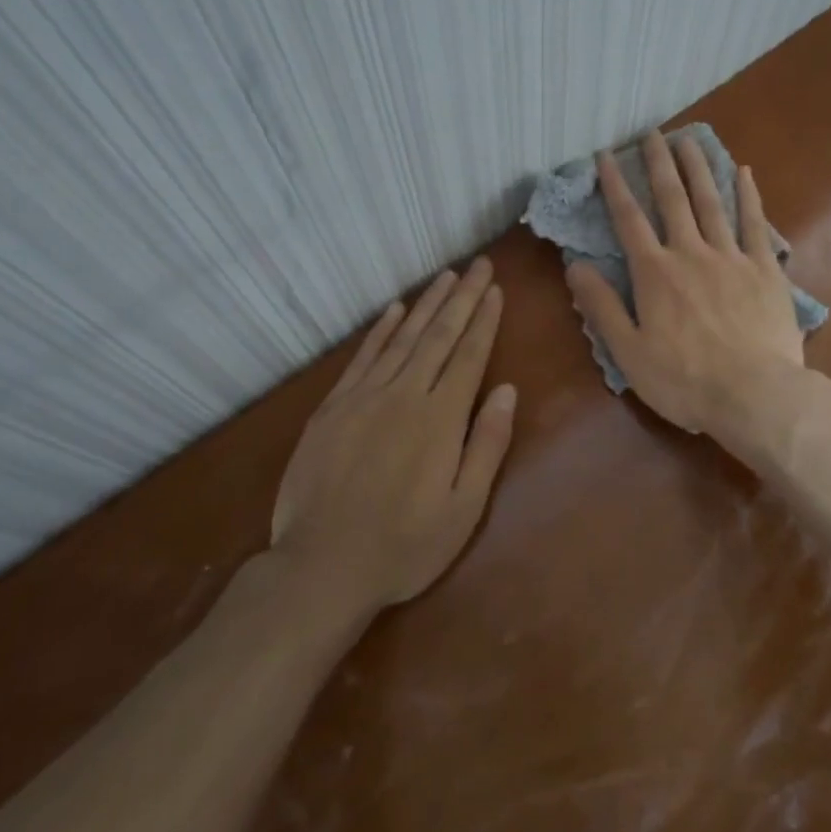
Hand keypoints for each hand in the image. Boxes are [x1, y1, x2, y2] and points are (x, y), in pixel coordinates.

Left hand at [270, 258, 515, 613]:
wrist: (322, 567)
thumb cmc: (404, 546)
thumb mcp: (464, 510)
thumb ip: (487, 445)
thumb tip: (508, 391)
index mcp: (441, 419)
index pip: (469, 355)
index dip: (484, 320)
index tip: (495, 289)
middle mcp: (404, 395)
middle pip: (439, 335)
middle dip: (463, 297)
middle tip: (478, 264)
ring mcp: (364, 397)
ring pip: (402, 338)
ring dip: (427, 304)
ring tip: (446, 276)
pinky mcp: (333, 407)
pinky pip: (362, 357)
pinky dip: (380, 330)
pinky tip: (395, 310)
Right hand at [566, 131, 805, 448]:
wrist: (755, 395)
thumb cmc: (684, 380)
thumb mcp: (628, 351)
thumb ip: (601, 305)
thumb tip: (574, 266)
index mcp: (655, 273)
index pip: (629, 219)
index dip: (615, 185)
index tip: (606, 156)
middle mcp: (690, 253)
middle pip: (672, 199)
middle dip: (658, 164)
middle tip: (652, 133)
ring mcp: (731, 258)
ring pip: (712, 202)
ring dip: (698, 168)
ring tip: (689, 140)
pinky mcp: (765, 269)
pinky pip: (756, 224)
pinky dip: (749, 196)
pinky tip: (744, 173)